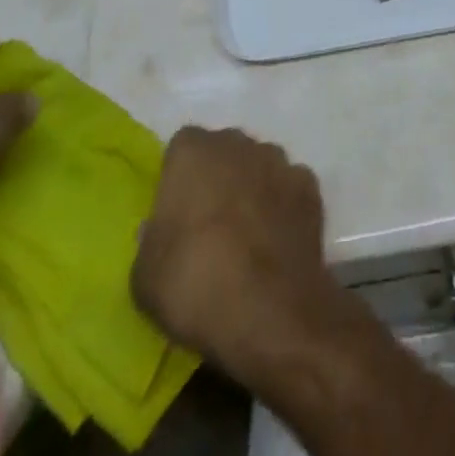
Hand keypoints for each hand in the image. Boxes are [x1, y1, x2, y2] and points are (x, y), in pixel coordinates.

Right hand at [132, 127, 332, 380]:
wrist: (270, 311)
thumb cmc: (196, 285)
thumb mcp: (145, 276)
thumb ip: (150, 240)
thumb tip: (159, 229)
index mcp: (193, 152)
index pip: (182, 148)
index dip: (179, 178)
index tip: (176, 214)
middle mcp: (238, 144)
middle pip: (224, 152)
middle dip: (217, 178)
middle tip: (209, 226)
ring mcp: (279, 162)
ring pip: (259, 166)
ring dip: (252, 189)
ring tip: (247, 237)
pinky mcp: (309, 187)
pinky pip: (289, 189)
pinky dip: (283, 208)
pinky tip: (277, 243)